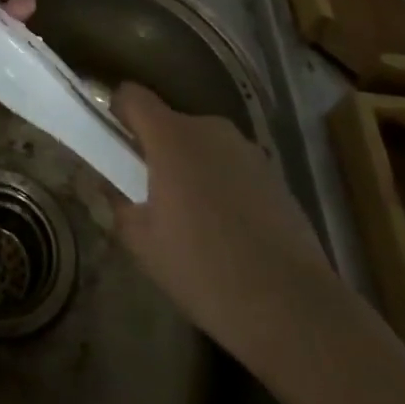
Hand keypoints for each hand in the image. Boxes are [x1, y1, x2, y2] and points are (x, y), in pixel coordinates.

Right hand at [110, 82, 330, 352]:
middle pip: (170, 122)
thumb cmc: (204, 269)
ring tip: (194, 217)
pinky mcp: (275, 176)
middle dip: (157, 148)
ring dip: (192, 166)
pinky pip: (233, 167)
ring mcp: (247, 150)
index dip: (118, 111)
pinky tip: (229, 231)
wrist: (292, 307)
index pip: (132, 96)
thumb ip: (118, 206)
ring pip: (204, 145)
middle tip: (151, 193)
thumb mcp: (143, 244)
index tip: (113, 142)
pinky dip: (223, 185)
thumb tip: (111, 190)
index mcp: (170, 136)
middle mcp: (209, 129)